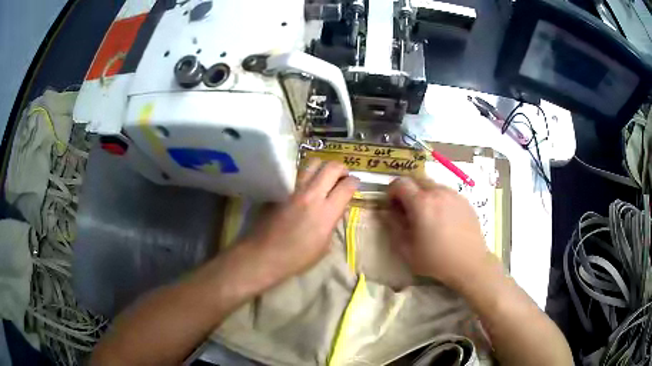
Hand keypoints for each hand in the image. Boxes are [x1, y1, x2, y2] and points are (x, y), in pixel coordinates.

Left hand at [240, 159, 358, 285]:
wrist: (263, 255)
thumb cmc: (296, 258)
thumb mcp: (324, 246)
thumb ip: (333, 222)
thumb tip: (337, 208)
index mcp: (327, 212)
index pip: (348, 185)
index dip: (355, 182)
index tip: (355, 184)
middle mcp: (311, 194)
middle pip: (332, 167)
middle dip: (341, 169)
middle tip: (341, 177)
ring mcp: (293, 189)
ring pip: (313, 162)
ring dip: (322, 167)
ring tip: (322, 177)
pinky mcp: (278, 188)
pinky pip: (295, 172)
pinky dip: (304, 174)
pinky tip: (303, 184)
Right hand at [384, 177, 492, 287]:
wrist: (470, 263)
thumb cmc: (436, 260)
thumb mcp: (407, 250)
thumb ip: (393, 227)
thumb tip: (385, 213)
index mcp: (421, 203)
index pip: (400, 183)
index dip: (391, 191)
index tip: (391, 205)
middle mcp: (438, 192)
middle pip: (416, 179)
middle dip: (407, 190)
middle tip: (407, 209)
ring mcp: (454, 194)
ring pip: (432, 185)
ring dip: (423, 194)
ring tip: (426, 215)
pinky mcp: (464, 200)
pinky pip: (446, 192)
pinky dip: (438, 199)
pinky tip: (443, 218)